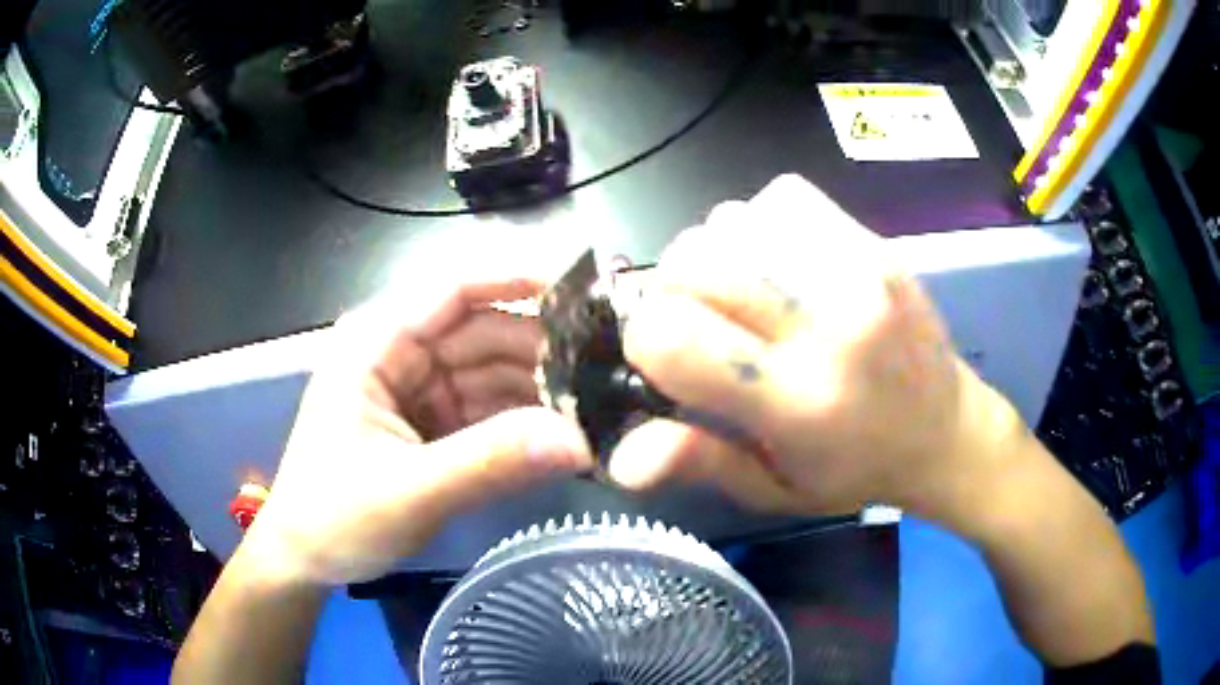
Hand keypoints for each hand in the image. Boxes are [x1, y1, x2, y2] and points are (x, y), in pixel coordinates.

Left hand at [247, 277, 592, 585]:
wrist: (307, 558)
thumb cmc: (334, 516)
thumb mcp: (408, 491)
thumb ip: (489, 462)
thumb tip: (579, 441)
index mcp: (377, 343)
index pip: (455, 290)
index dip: (518, 281)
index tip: (582, 295)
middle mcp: (401, 353)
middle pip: (485, 332)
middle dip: (542, 353)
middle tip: (608, 378)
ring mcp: (419, 390)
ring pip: (493, 372)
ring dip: (540, 391)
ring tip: (598, 411)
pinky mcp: (433, 424)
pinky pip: (489, 410)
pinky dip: (524, 422)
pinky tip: (563, 436)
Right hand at [609, 175, 1028, 528]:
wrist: (947, 430)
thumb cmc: (855, 471)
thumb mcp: (773, 491)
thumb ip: (700, 462)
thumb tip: (619, 455)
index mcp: (795, 403)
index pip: (671, 336)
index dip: (646, 341)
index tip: (668, 361)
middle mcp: (826, 327)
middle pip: (692, 262)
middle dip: (671, 291)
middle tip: (703, 325)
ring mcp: (857, 274)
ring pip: (730, 221)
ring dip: (716, 256)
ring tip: (746, 294)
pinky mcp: (875, 245)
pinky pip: (782, 198)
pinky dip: (760, 224)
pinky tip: (780, 262)